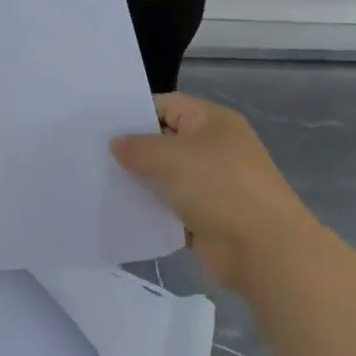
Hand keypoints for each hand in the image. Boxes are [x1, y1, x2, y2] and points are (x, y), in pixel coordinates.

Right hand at [112, 94, 310, 292]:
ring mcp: (212, 184)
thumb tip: (116, 143)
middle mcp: (214, 148)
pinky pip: (171, 206)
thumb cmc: (219, 188)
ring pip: (166, 176)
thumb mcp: (171, 158)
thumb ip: (138, 147)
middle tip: (93, 154)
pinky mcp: (207, 216)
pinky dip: (151, 209)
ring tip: (99, 181)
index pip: (167, 105)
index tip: (100, 126)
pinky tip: (121, 211)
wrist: (263, 250)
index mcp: (212, 122)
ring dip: (140, 181)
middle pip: (165, 141)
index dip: (135, 112)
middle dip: (133, 149)